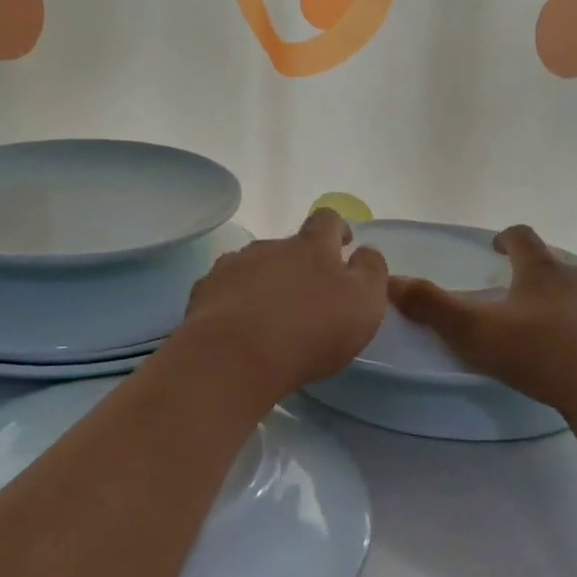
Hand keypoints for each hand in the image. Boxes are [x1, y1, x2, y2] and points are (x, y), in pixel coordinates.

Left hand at [177, 208, 388, 399]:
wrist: (234, 356)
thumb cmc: (309, 331)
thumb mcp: (363, 303)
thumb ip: (370, 271)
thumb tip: (365, 251)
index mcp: (311, 247)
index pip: (326, 219)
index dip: (336, 229)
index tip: (342, 245)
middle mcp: (270, 247)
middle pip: (287, 245)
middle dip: (298, 264)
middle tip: (306, 299)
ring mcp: (233, 266)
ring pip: (254, 266)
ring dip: (264, 282)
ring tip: (268, 317)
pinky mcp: (205, 292)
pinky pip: (224, 289)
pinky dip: (234, 301)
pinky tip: (238, 328)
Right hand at [387, 225, 576, 419]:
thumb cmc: (540, 357)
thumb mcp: (475, 333)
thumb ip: (432, 306)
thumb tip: (391, 279)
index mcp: (542, 272)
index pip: (522, 239)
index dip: (508, 240)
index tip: (499, 247)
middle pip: (559, 263)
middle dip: (544, 274)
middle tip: (530, 296)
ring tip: (572, 313)